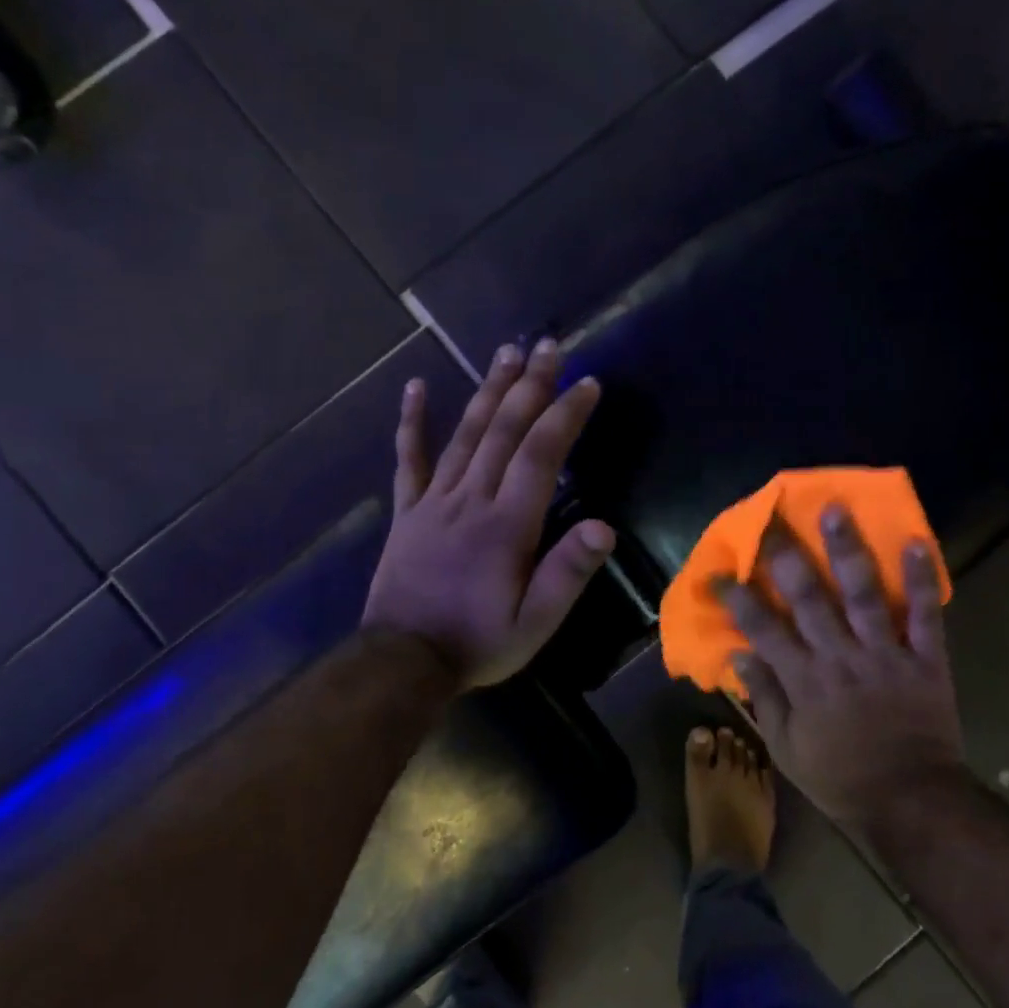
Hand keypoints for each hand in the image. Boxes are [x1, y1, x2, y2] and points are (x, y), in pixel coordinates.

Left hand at [363, 339, 614, 688]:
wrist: (403, 661)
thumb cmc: (478, 642)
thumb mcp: (535, 623)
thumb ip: (567, 573)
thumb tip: (605, 527)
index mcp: (507, 525)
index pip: (541, 454)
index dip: (565, 414)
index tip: (587, 382)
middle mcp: (471, 500)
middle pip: (504, 430)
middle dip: (531, 385)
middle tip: (550, 346)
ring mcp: (434, 501)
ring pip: (466, 434)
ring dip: (489, 390)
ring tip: (507, 353)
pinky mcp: (408, 511)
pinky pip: (409, 459)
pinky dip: (412, 422)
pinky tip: (416, 387)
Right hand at [717, 508, 965, 828]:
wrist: (911, 801)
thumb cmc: (840, 777)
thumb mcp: (786, 747)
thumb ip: (765, 697)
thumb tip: (740, 652)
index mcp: (803, 680)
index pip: (762, 628)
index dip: (737, 597)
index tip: (719, 570)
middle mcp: (839, 658)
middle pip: (808, 599)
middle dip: (786, 556)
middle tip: (772, 519)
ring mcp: (884, 655)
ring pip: (862, 595)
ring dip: (847, 551)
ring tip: (836, 511)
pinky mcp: (925, 660)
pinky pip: (925, 616)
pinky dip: (921, 581)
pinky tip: (915, 543)